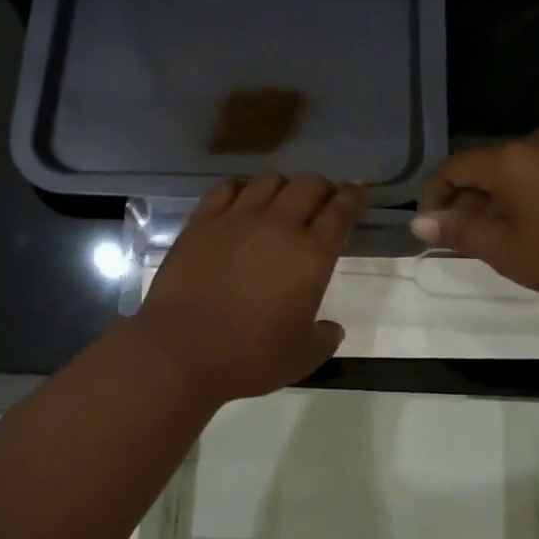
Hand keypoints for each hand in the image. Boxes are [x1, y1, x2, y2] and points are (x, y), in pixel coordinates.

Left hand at [133, 173, 365, 403]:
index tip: (357, 191)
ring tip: (282, 201)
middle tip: (322, 201)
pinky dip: (243, 189)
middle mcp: (278, 226)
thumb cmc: (249, 357)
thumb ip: (324, 338)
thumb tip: (332, 328)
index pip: (341, 210)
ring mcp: (236, 219)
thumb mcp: (303, 357)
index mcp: (311, 255)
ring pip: (269, 180)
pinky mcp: (202, 222)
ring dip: (284, 186)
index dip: (353, 196)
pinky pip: (227, 188)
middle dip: (322, 188)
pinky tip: (242, 200)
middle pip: (309, 185)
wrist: (181, 351)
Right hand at [412, 128, 538, 297]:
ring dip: (492, 200)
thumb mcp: (505, 250)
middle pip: (482, 167)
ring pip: (510, 171)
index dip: (433, 196)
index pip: (452, 168)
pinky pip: (536, 172)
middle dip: (464, 201)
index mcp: (509, 159)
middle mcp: (533, 143)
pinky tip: (526, 225)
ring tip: (492, 237)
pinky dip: (520, 195)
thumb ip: (460, 232)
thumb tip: (420, 223)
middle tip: (460, 239)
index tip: (430, 228)